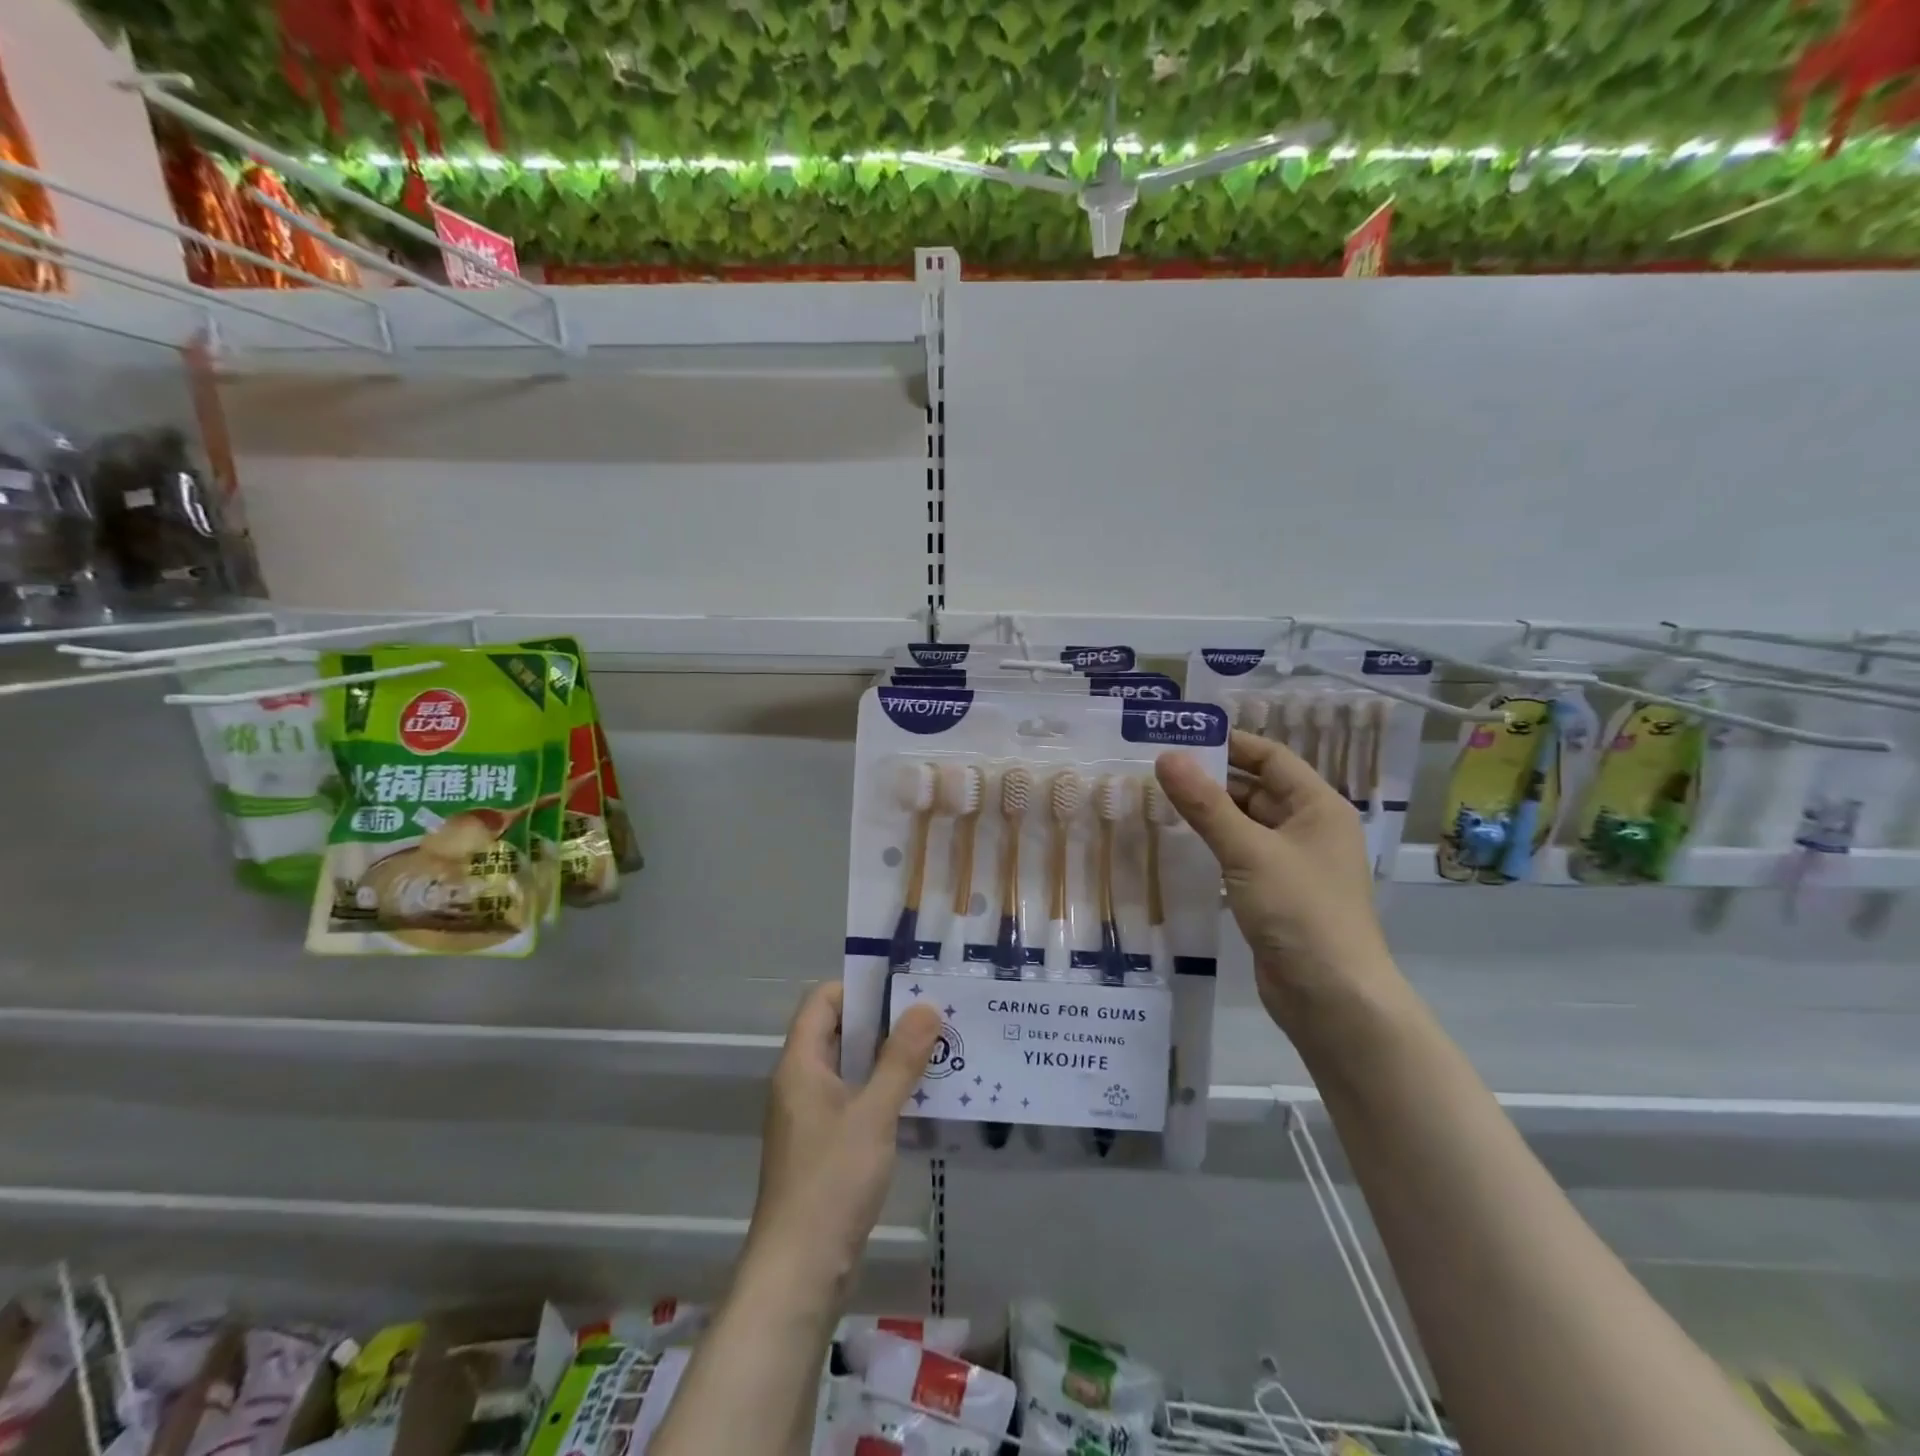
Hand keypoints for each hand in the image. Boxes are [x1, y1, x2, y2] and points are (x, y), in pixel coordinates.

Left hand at [746, 982, 941, 1300]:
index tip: (904, 987)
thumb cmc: (831, 1181)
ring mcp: (811, 1117)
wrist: (799, 1273)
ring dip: (887, 1058)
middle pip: (838, 1031)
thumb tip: (926, 1005)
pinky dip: (882, 1092)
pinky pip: (854, 1101)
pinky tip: (919, 1099)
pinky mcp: (824, 1148)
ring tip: (935, 1051)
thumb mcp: (873, 1114)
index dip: (859, 987)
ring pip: (850, 1068)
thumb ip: (900, 1059)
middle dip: (883, 1021)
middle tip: (931, 1016)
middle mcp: (800, 1083)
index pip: (823, 1000)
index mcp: (800, 1064)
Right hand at [1155, 731, 1397, 1028]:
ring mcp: (1293, 864)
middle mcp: (1309, 829)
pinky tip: (1179, 844)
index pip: (1272, 758)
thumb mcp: (1249, 851)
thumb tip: (1167, 757)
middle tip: (1157, 770)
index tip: (1182, 737)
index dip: (1231, 744)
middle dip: (1211, 779)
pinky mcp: (1276, 895)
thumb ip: (1206, 804)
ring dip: (1209, 814)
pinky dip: (1214, 846)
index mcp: (1318, 807)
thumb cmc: (1300, 911)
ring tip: (1158, 800)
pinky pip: (1241, 856)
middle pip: (1257, 789)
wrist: (1332, 998)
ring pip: (1246, 825)